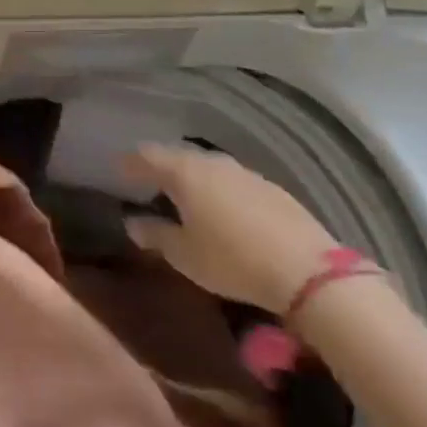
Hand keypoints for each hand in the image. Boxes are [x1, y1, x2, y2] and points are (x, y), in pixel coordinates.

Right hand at [120, 144, 339, 312]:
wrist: (308, 271)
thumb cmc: (232, 260)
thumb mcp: (184, 255)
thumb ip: (154, 235)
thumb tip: (133, 221)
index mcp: (184, 172)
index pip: (147, 155)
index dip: (130, 162)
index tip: (118, 170)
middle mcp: (212, 163)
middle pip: (178, 157)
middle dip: (161, 168)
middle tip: (148, 183)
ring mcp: (245, 172)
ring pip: (208, 167)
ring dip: (192, 178)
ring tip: (184, 197)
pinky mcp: (272, 188)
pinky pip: (232, 181)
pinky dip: (219, 190)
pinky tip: (222, 210)